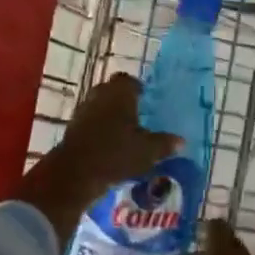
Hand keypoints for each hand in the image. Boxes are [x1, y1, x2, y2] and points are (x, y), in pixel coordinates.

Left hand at [16, 74, 179, 241]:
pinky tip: (110, 145)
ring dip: (111, 116)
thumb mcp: (148, 151)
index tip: (147, 100)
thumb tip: (181, 141)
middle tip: (139, 115)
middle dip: (124, 102)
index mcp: (120, 93)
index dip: (138, 89)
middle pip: (113, 92)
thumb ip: (165, 144)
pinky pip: (91, 122)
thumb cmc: (116, 153)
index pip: (129, 81)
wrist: (76, 173)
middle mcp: (100, 95)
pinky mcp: (73, 128)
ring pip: (100, 107)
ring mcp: (83, 110)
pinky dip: (100, 129)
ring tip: (126, 132)